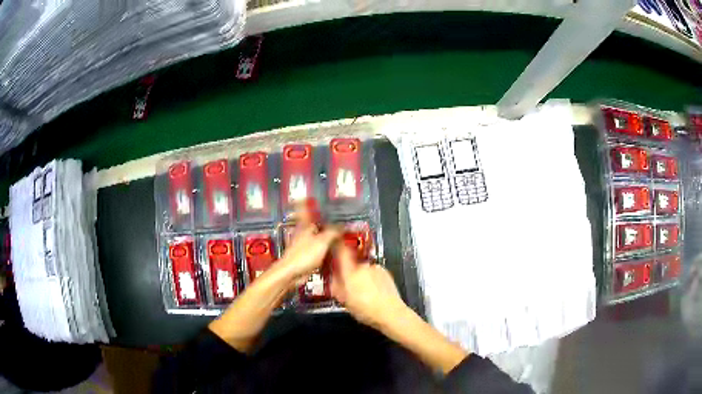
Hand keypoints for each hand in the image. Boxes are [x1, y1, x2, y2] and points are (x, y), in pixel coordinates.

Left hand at [277, 204, 339, 284]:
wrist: (292, 273)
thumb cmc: (303, 255)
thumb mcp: (322, 241)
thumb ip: (333, 232)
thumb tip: (342, 227)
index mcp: (305, 226)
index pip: (304, 209)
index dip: (305, 202)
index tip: (306, 195)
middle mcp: (304, 234)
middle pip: (314, 224)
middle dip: (323, 222)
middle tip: (334, 218)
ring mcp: (305, 246)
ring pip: (318, 238)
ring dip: (327, 238)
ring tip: (339, 236)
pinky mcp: (307, 257)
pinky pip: (320, 251)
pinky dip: (327, 251)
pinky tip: (334, 253)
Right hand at [330, 245, 406, 329]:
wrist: (390, 312)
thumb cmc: (364, 309)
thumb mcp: (344, 301)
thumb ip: (335, 286)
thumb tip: (332, 277)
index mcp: (350, 272)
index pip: (341, 251)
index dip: (337, 247)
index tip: (334, 249)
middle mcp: (363, 265)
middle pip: (352, 263)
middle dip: (349, 272)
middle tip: (349, 286)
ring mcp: (376, 268)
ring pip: (363, 269)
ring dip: (361, 276)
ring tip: (364, 292)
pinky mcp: (386, 272)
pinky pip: (373, 273)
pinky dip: (372, 279)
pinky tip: (374, 291)